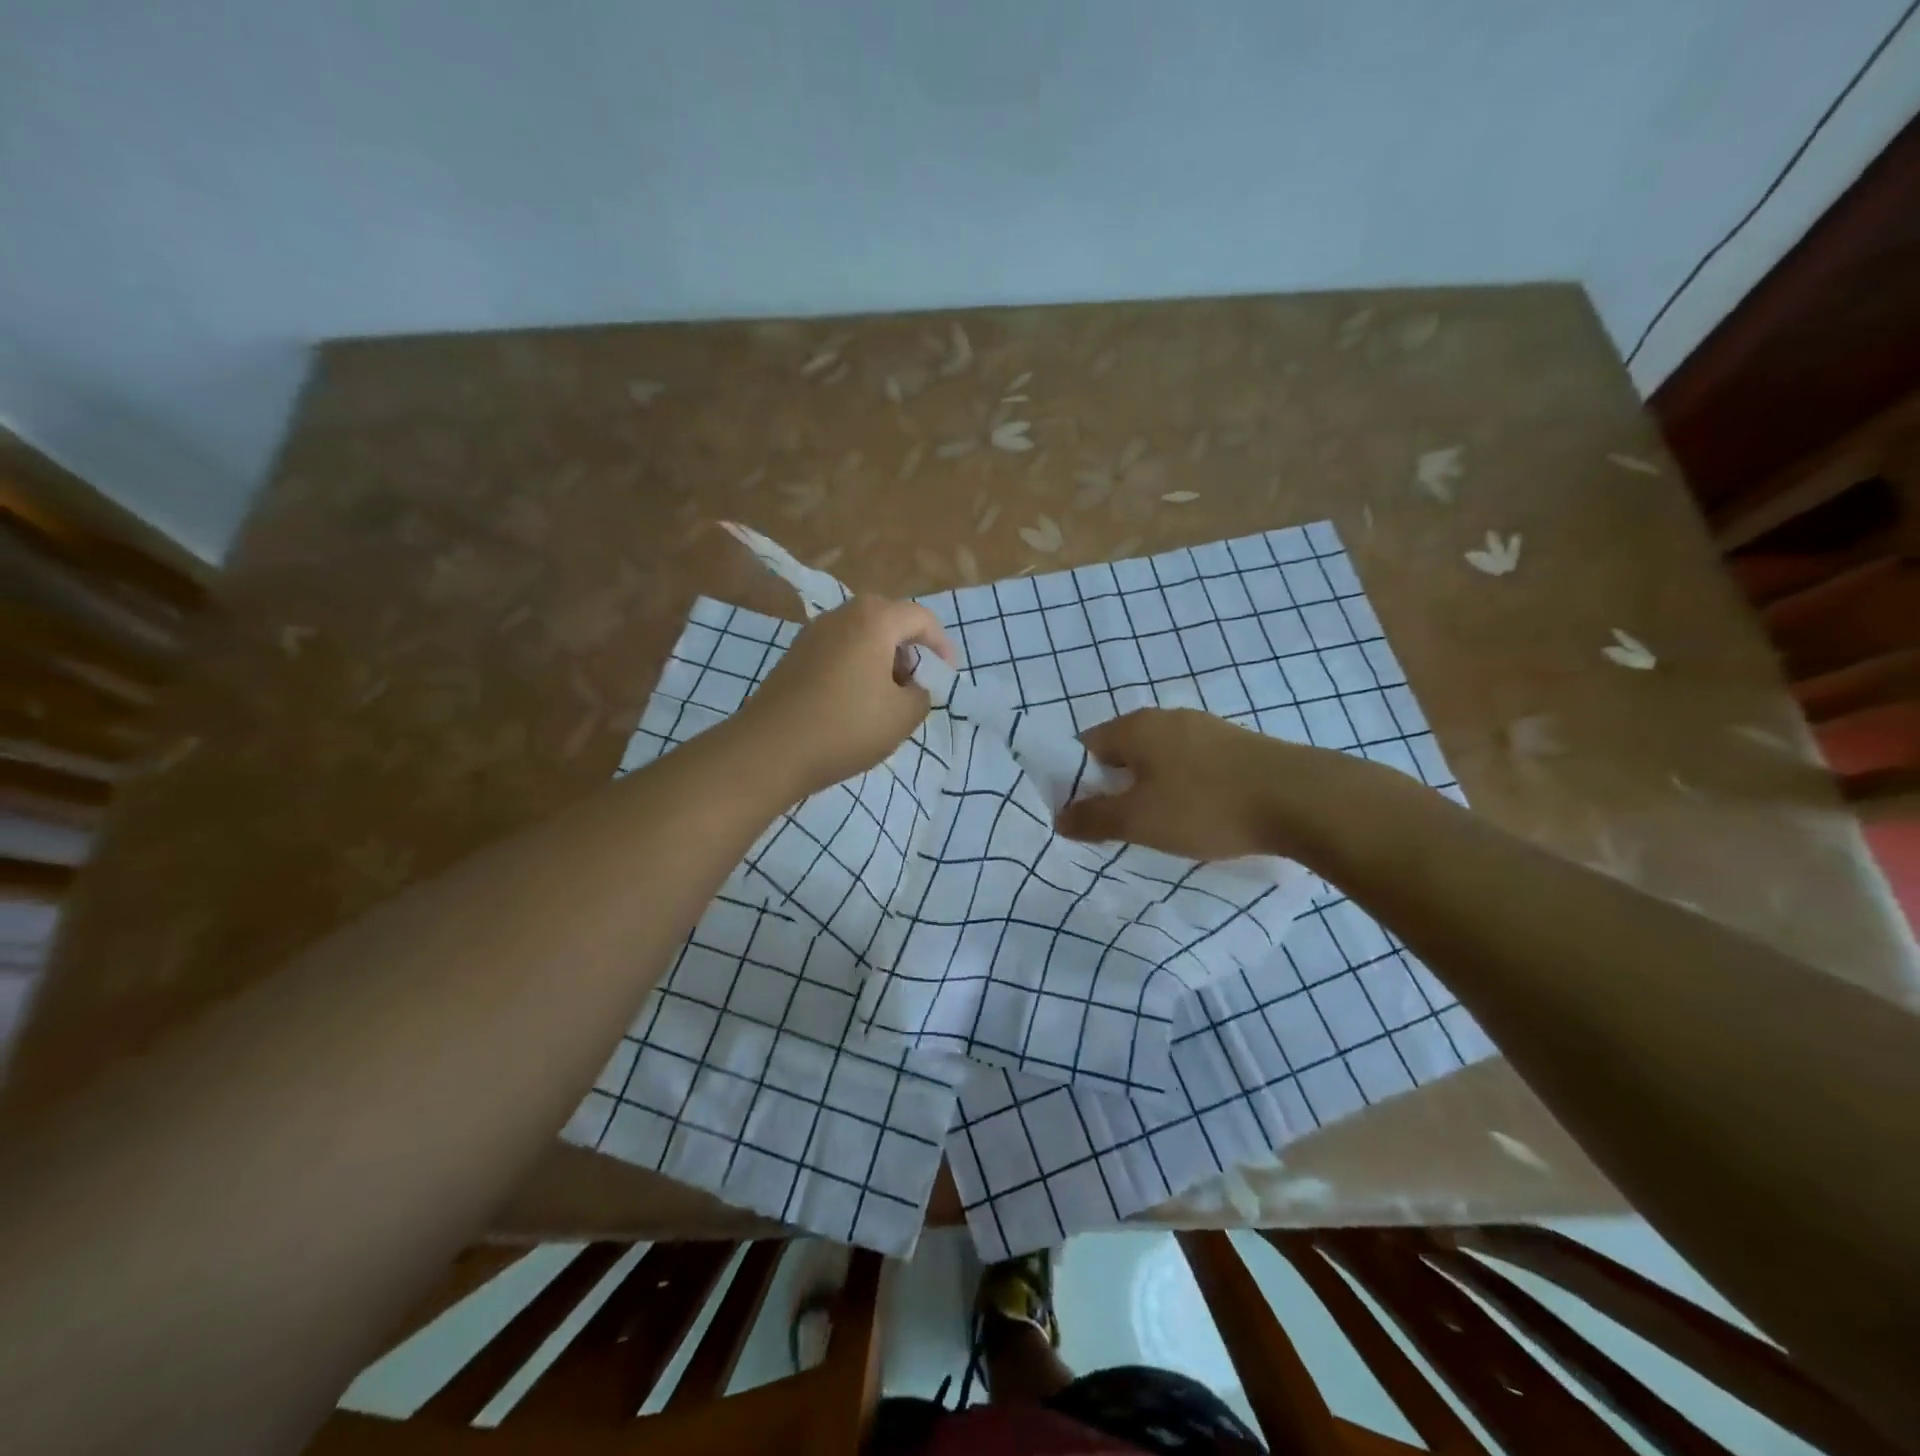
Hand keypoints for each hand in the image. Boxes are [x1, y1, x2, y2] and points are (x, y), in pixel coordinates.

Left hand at [737, 596, 956, 798]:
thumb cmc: (846, 727)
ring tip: (887, 696)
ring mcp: (812, 635)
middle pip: (887, 619)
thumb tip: (911, 687)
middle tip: (916, 681)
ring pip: (860, 635)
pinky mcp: (793, 657)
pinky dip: (856, 667)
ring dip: (881, 658)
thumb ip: (921, 695)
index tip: (947, 674)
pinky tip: (854, 703)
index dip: (941, 644)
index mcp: (873, 620)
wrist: (769, 750)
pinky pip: (837, 651)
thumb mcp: (903, 716)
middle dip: (908, 647)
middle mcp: (841, 616)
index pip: (920, 618)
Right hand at [1054, 708, 1379, 862]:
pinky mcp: (1236, 745)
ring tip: (1159, 825)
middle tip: (1118, 825)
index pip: (1085, 746)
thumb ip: (1093, 818)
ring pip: (1159, 758)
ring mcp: (1205, 728)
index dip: (1075, 780)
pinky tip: (1198, 814)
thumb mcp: (1139, 820)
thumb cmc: (1205, 806)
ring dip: (1150, 788)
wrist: (1300, 799)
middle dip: (1113, 786)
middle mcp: (1167, 717)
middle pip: (1122, 751)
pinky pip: (1191, 764)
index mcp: (1136, 727)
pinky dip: (1183, 787)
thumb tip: (1059, 817)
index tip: (1082, 815)